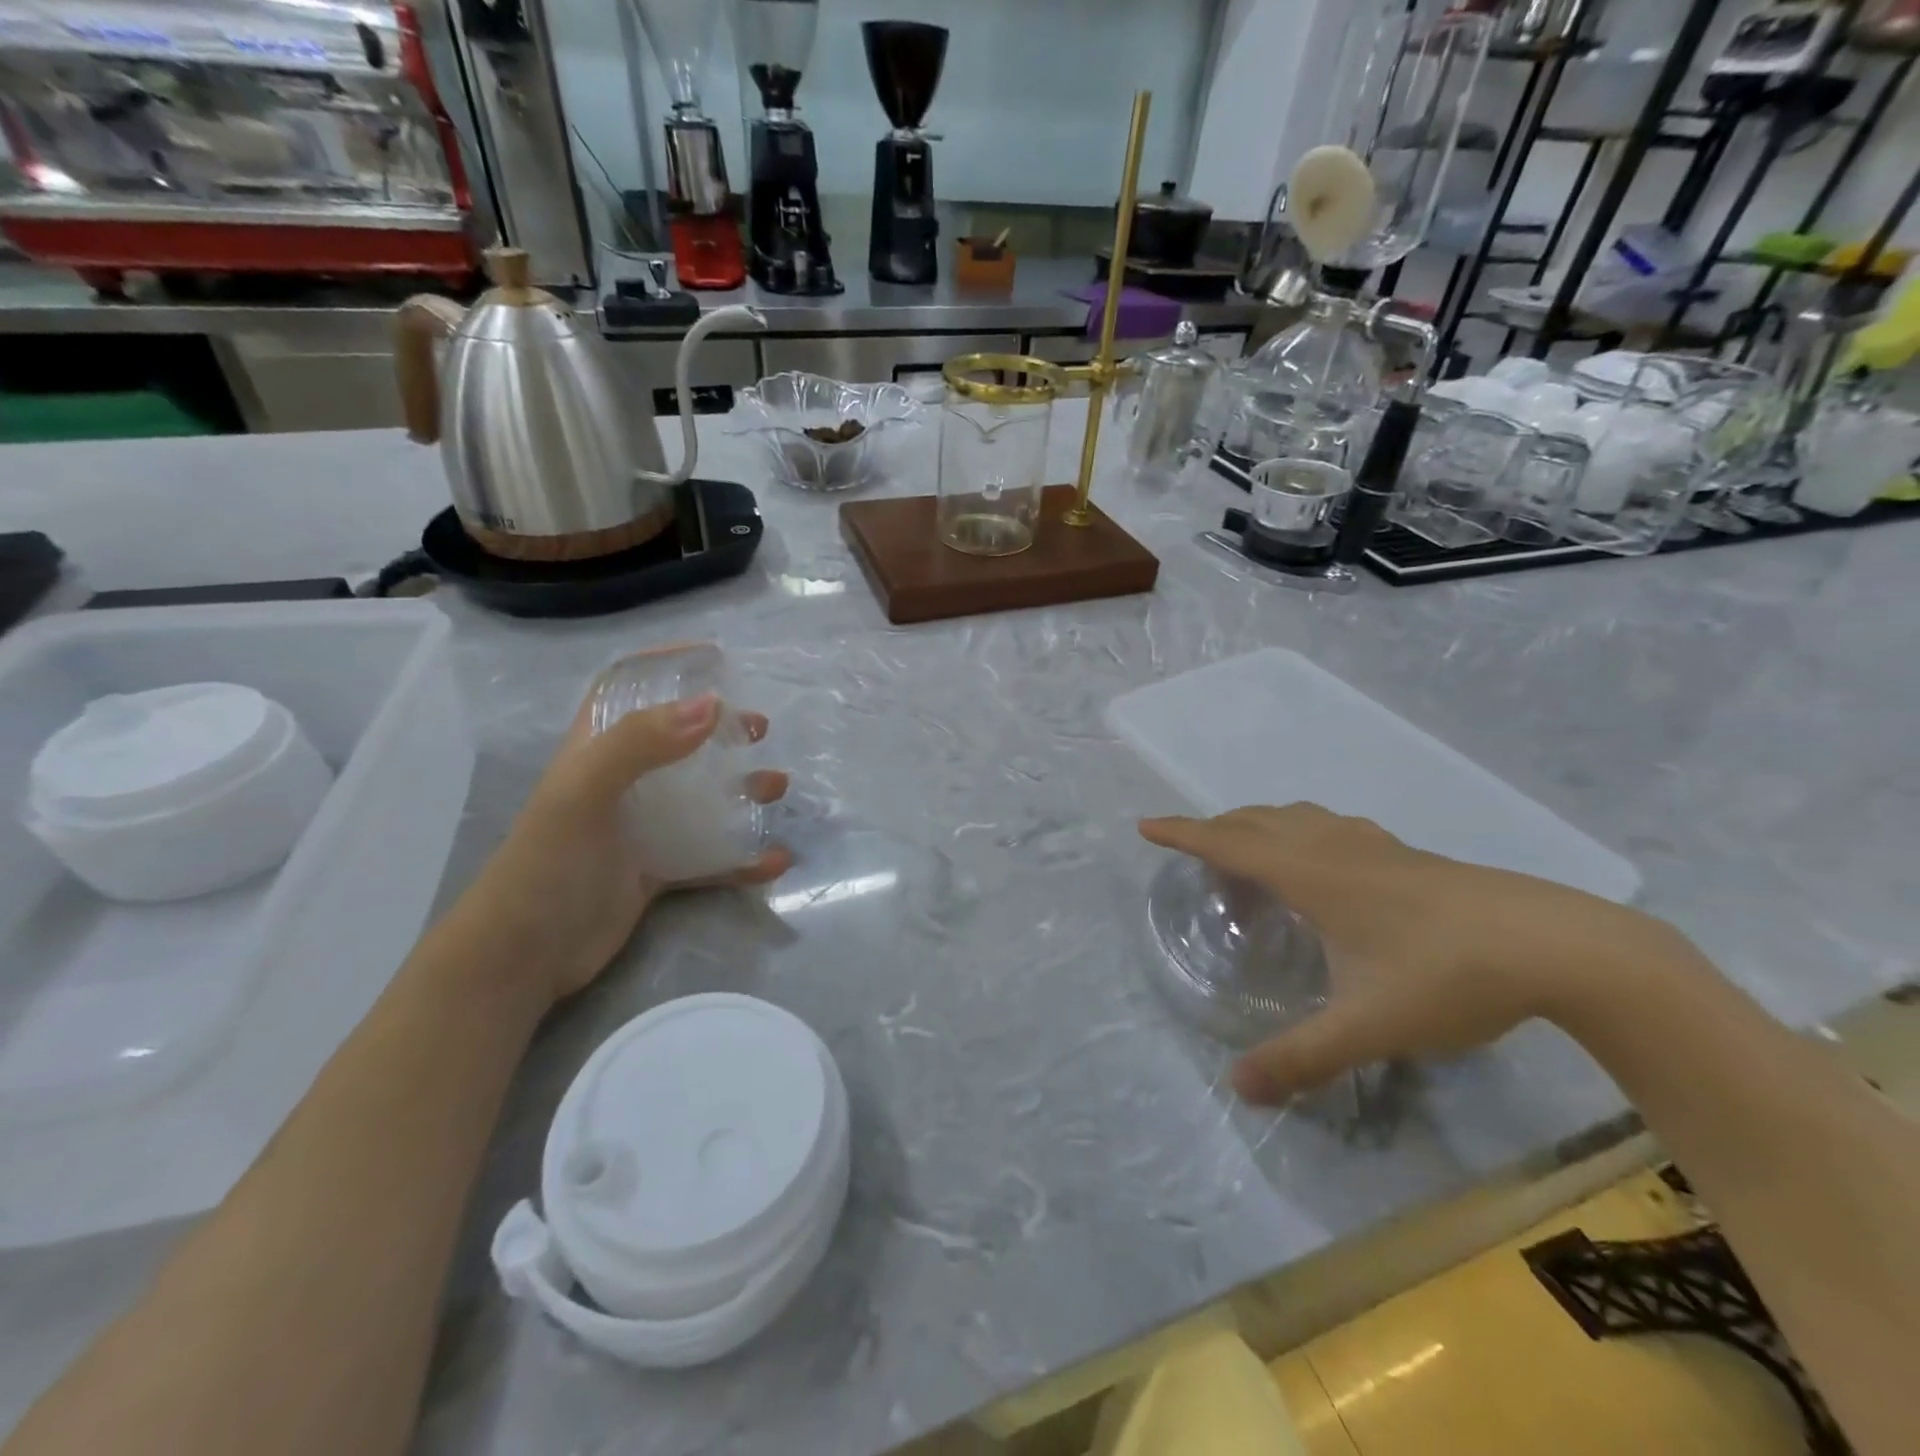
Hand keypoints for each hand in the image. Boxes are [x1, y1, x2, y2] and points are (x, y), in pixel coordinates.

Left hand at [460, 690, 790, 1006]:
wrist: (521, 960)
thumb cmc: (546, 866)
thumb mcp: (584, 794)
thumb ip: (641, 744)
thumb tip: (713, 705)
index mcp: (594, 752)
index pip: (623, 690)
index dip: (662, 666)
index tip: (714, 660)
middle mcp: (619, 783)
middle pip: (675, 740)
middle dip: (719, 730)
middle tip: (758, 729)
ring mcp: (639, 829)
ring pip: (699, 797)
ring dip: (741, 789)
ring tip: (776, 787)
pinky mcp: (655, 871)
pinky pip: (708, 856)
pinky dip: (742, 857)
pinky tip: (774, 860)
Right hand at [1139, 805, 1682, 1104]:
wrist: (1561, 946)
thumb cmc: (1447, 975)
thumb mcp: (1368, 1027)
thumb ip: (1301, 1058)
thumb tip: (1238, 1089)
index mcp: (1311, 874)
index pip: (1228, 843)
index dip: (1183, 833)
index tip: (1145, 825)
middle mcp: (1334, 847)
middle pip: (1258, 820)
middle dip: (1217, 828)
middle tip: (1194, 852)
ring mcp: (1376, 847)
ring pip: (1299, 817)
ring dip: (1261, 825)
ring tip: (1251, 853)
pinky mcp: (1409, 856)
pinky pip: (1333, 827)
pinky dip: (1304, 832)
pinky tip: (1327, 862)